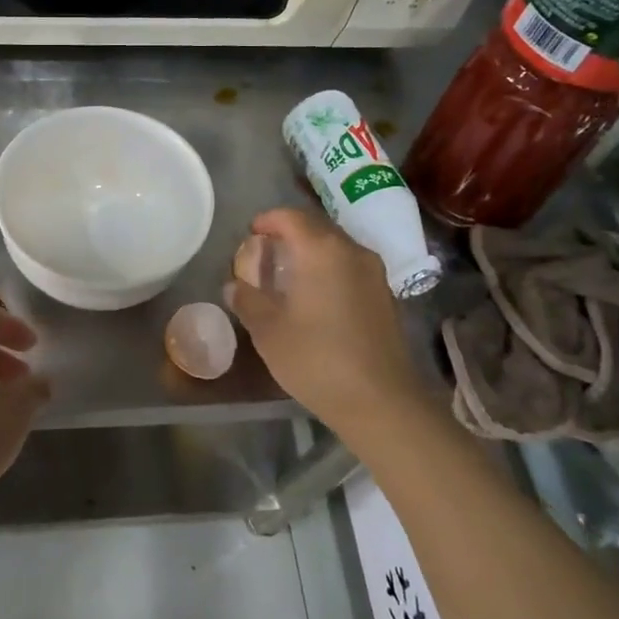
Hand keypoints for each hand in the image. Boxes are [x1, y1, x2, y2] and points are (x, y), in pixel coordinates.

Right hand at [225, 207, 418, 441]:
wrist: (380, 401)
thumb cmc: (316, 359)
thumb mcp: (268, 330)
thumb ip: (247, 299)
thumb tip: (234, 285)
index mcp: (321, 250)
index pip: (290, 217)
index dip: (266, 221)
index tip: (249, 235)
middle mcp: (351, 251)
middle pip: (315, 227)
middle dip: (288, 234)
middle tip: (264, 254)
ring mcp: (373, 272)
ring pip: (335, 246)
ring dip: (310, 251)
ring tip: (287, 275)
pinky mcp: (384, 295)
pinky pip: (350, 266)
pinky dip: (328, 269)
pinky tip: (315, 296)